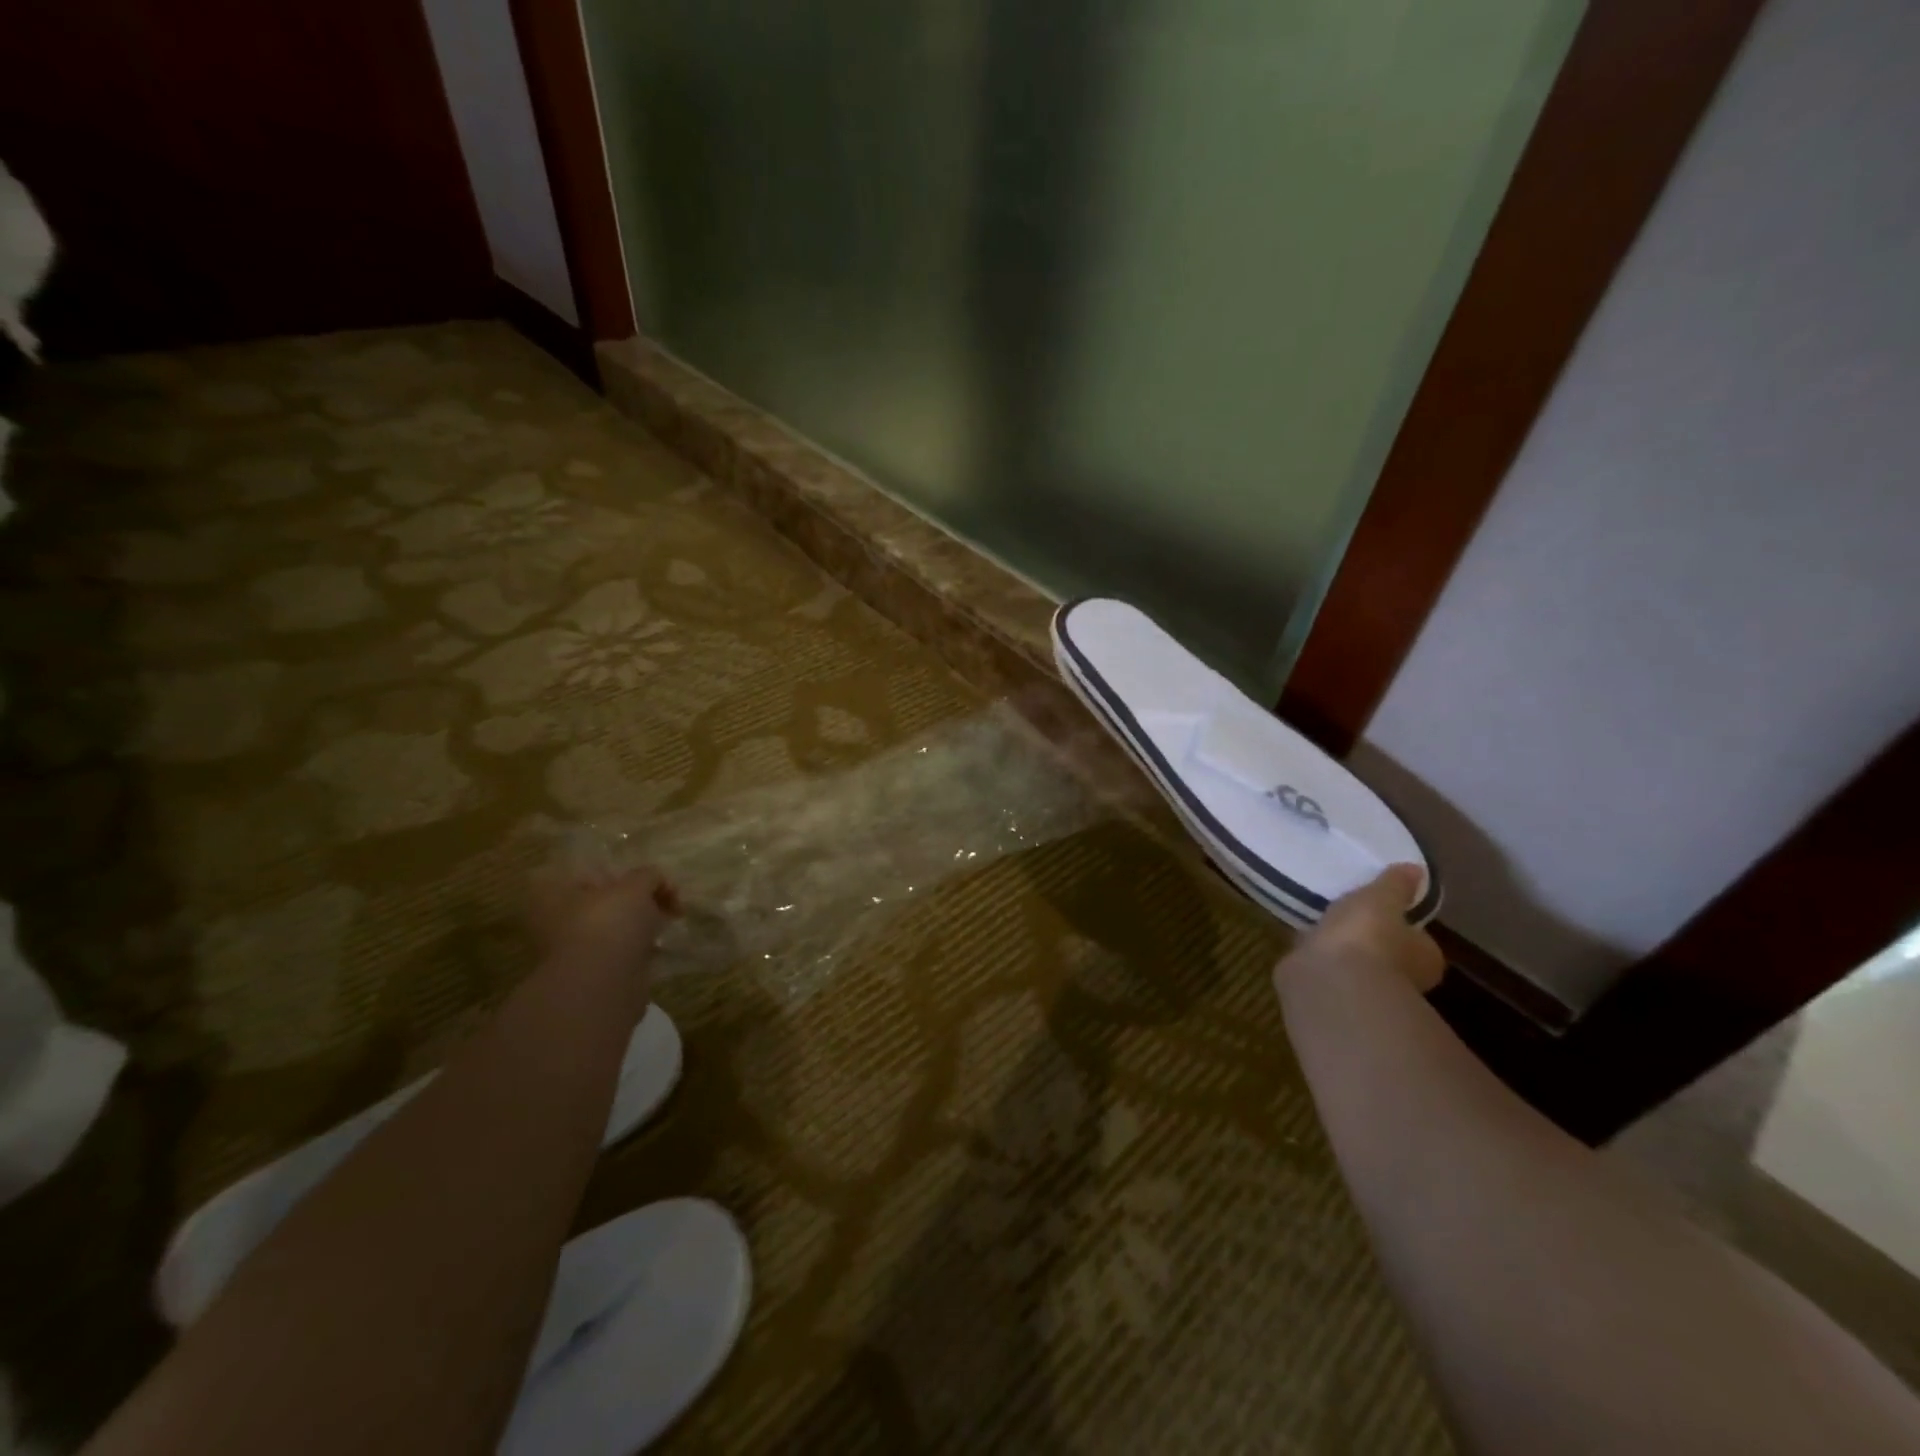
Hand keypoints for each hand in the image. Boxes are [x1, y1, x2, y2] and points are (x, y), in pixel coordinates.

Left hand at [529, 864, 679, 973]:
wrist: (602, 985)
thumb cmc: (610, 923)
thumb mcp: (636, 885)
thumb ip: (648, 876)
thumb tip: (657, 882)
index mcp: (555, 893)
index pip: (594, 872)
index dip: (626, 874)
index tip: (652, 881)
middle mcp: (556, 920)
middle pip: (605, 901)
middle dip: (637, 901)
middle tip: (666, 902)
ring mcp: (572, 950)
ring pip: (613, 929)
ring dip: (639, 927)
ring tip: (666, 926)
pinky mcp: (591, 975)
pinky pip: (619, 954)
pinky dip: (638, 951)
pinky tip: (658, 949)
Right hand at [1275, 864, 1442, 994]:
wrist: (1332, 981)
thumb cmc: (1368, 935)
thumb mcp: (1381, 898)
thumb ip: (1396, 885)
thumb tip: (1416, 869)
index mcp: (1425, 957)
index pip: (1418, 939)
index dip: (1402, 924)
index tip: (1383, 910)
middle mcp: (1404, 980)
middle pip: (1389, 955)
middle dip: (1371, 940)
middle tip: (1350, 918)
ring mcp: (1367, 991)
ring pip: (1357, 965)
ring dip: (1345, 952)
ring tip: (1324, 928)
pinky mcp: (1334, 995)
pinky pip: (1329, 972)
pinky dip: (1321, 962)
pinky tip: (1306, 947)